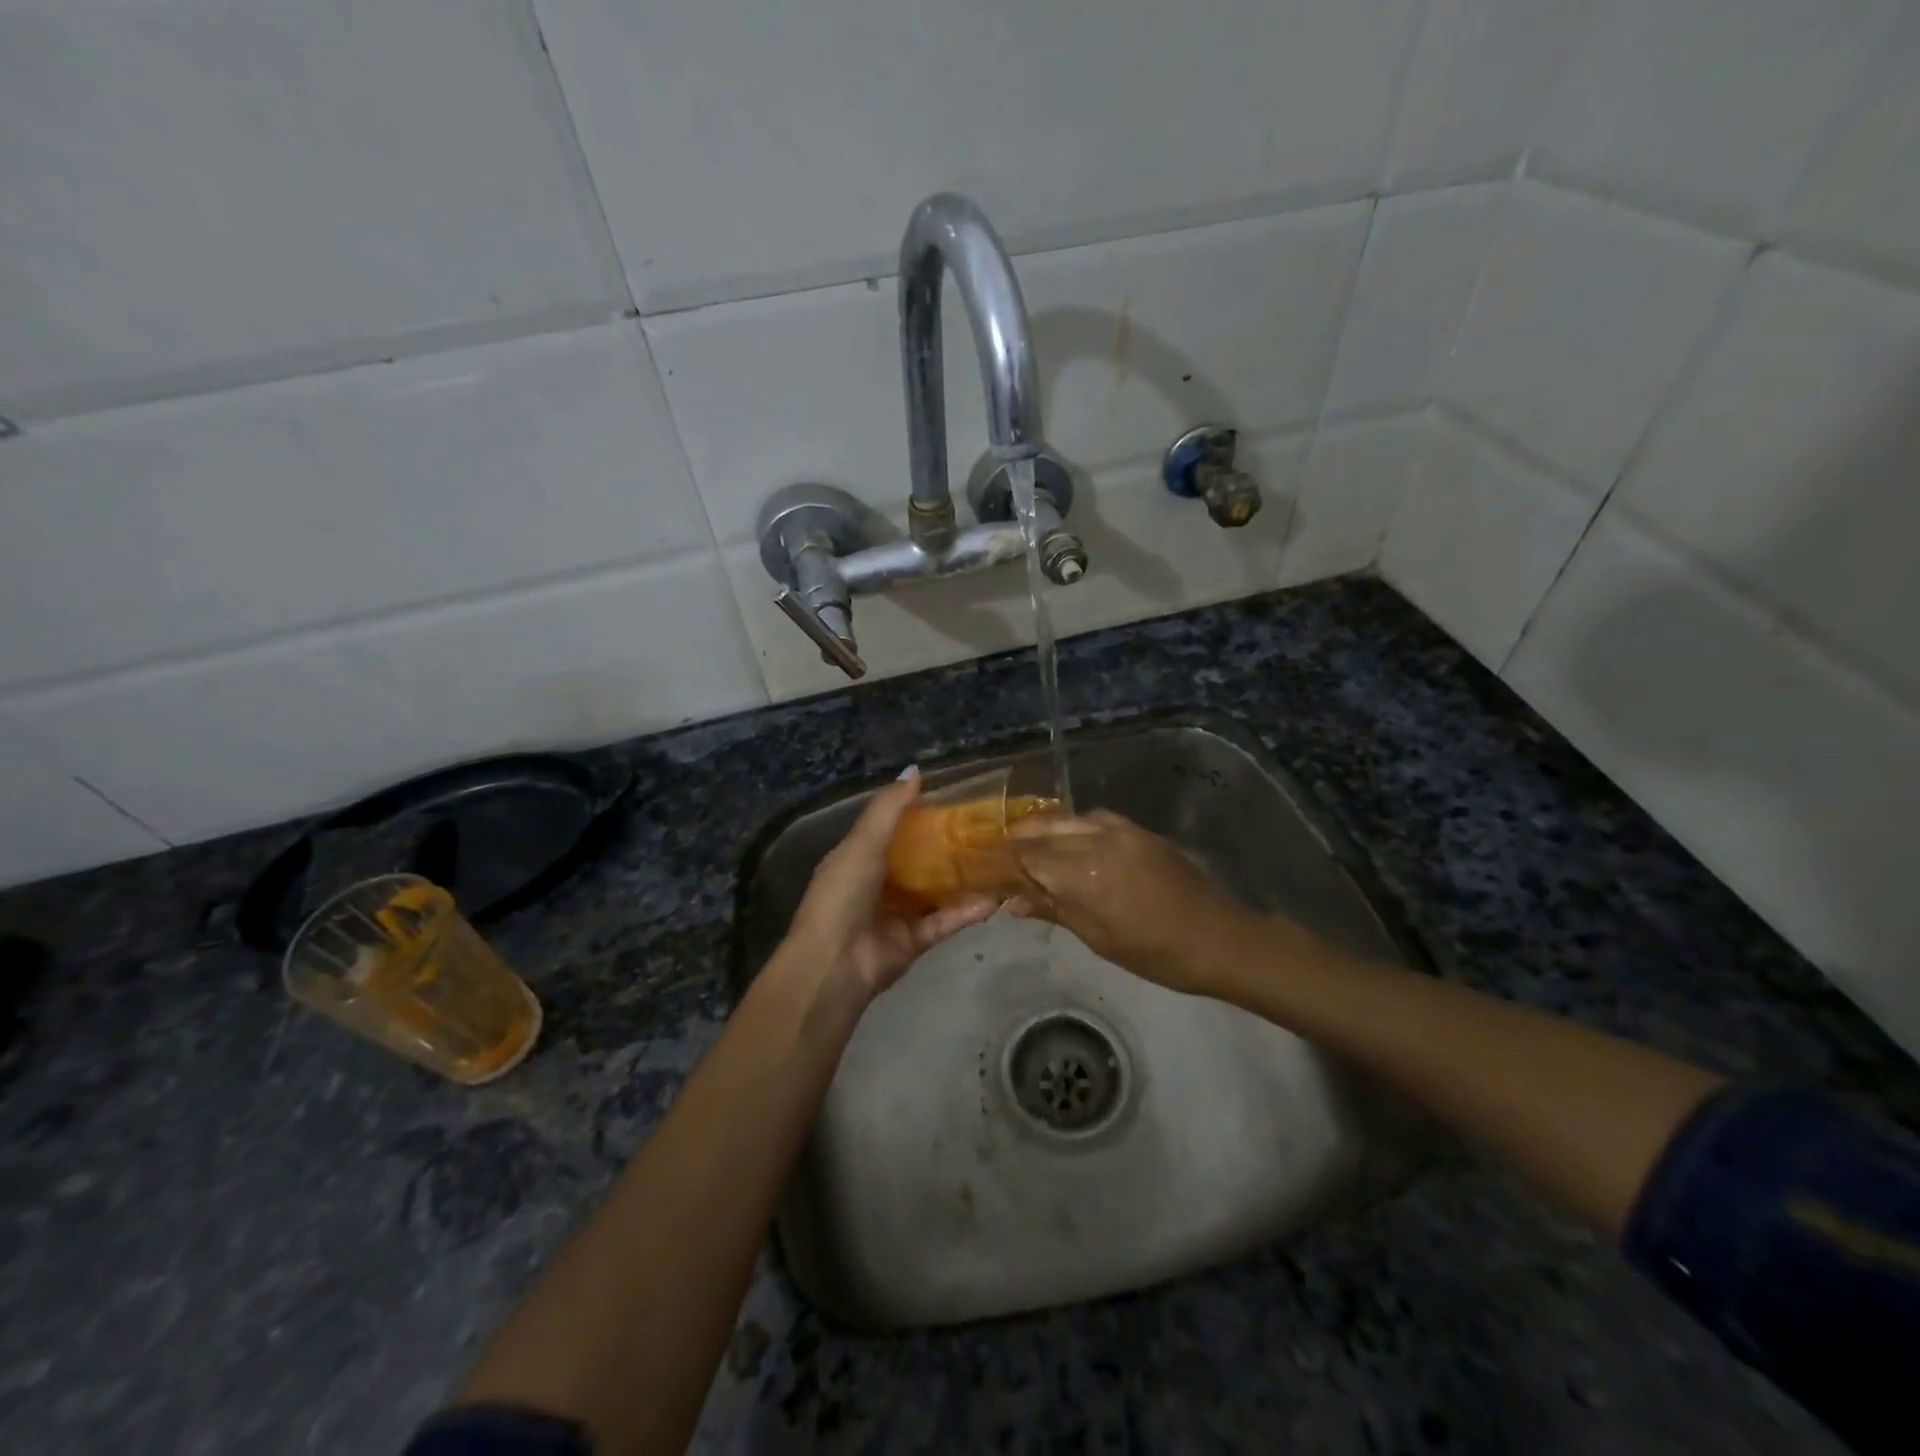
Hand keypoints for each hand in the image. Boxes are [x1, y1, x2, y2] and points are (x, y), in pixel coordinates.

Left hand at [780, 771, 996, 1003]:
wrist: (835, 964)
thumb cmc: (842, 895)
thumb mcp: (862, 844)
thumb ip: (888, 809)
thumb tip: (915, 770)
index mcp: (859, 858)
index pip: (893, 830)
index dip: (920, 815)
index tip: (954, 800)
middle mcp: (879, 884)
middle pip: (919, 860)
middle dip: (949, 846)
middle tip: (986, 828)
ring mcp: (898, 913)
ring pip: (937, 890)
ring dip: (963, 878)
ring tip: (999, 860)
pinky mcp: (916, 940)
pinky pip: (945, 920)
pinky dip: (967, 911)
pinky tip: (994, 898)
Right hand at [1008, 810, 1255, 995]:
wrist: (1218, 938)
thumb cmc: (1154, 952)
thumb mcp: (1098, 938)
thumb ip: (1054, 910)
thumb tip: (1012, 902)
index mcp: (1083, 874)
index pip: (1029, 856)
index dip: (1006, 862)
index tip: (990, 870)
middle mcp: (1098, 840)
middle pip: (1044, 831)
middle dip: (1020, 841)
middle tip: (1003, 855)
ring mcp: (1121, 830)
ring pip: (1069, 819)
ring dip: (1045, 829)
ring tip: (1030, 844)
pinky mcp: (1139, 830)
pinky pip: (1096, 818)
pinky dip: (1075, 825)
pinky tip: (1071, 839)